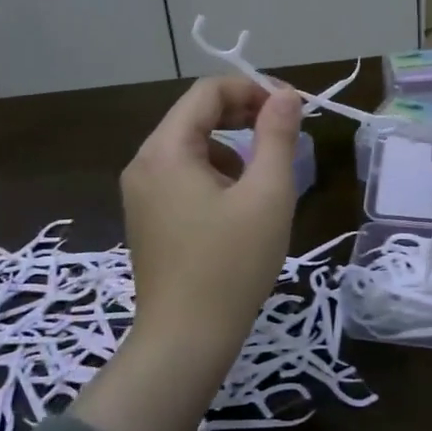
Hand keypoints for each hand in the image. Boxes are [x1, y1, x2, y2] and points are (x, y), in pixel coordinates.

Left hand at [122, 76, 302, 351]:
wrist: (186, 341)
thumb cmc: (231, 264)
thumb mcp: (267, 195)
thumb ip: (277, 136)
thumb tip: (285, 95)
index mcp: (165, 150)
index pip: (207, 92)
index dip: (252, 89)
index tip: (291, 109)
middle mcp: (143, 163)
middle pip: (195, 116)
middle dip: (243, 116)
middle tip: (285, 134)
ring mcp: (140, 193)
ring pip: (191, 147)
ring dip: (232, 148)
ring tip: (264, 180)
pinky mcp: (147, 218)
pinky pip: (182, 176)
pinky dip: (214, 175)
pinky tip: (238, 208)